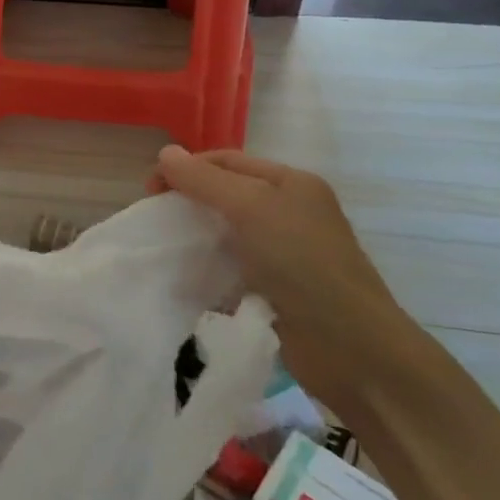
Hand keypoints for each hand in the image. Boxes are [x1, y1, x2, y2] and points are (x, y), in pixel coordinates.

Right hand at [150, 145, 422, 414]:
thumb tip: (165, 152)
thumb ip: (205, 180)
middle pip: (225, 195)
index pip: (226, 161)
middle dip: (188, 202)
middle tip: (156, 221)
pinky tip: (187, 280)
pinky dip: (208, 271)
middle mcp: (289, 212)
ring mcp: (284, 253)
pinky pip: (231, 269)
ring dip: (195, 238)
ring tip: (165, 250)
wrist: (349, 347)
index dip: (186, 168)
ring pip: (225, 233)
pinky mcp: (275, 289)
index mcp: (290, 184)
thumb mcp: (252, 208)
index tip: (150, 190)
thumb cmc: (302, 263)